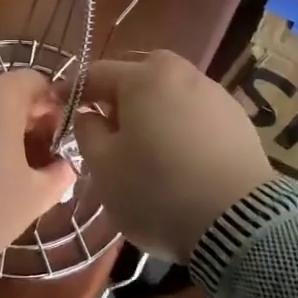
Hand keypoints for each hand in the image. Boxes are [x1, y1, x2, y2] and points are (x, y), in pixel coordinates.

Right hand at [74, 52, 274, 260]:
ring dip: (154, 109)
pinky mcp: (239, 120)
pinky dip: (182, 125)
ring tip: (147, 145)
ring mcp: (215, 95)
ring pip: (172, 92)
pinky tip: (181, 156)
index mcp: (143, 79)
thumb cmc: (157, 191)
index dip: (72, 90)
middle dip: (120, 93)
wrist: (240, 223)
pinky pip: (197, 113)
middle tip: (109, 125)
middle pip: (141, 74)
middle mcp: (182, 74)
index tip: (57, 105)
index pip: (96, 74)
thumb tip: (89, 115)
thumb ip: (88, 132)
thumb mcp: (104, 167)